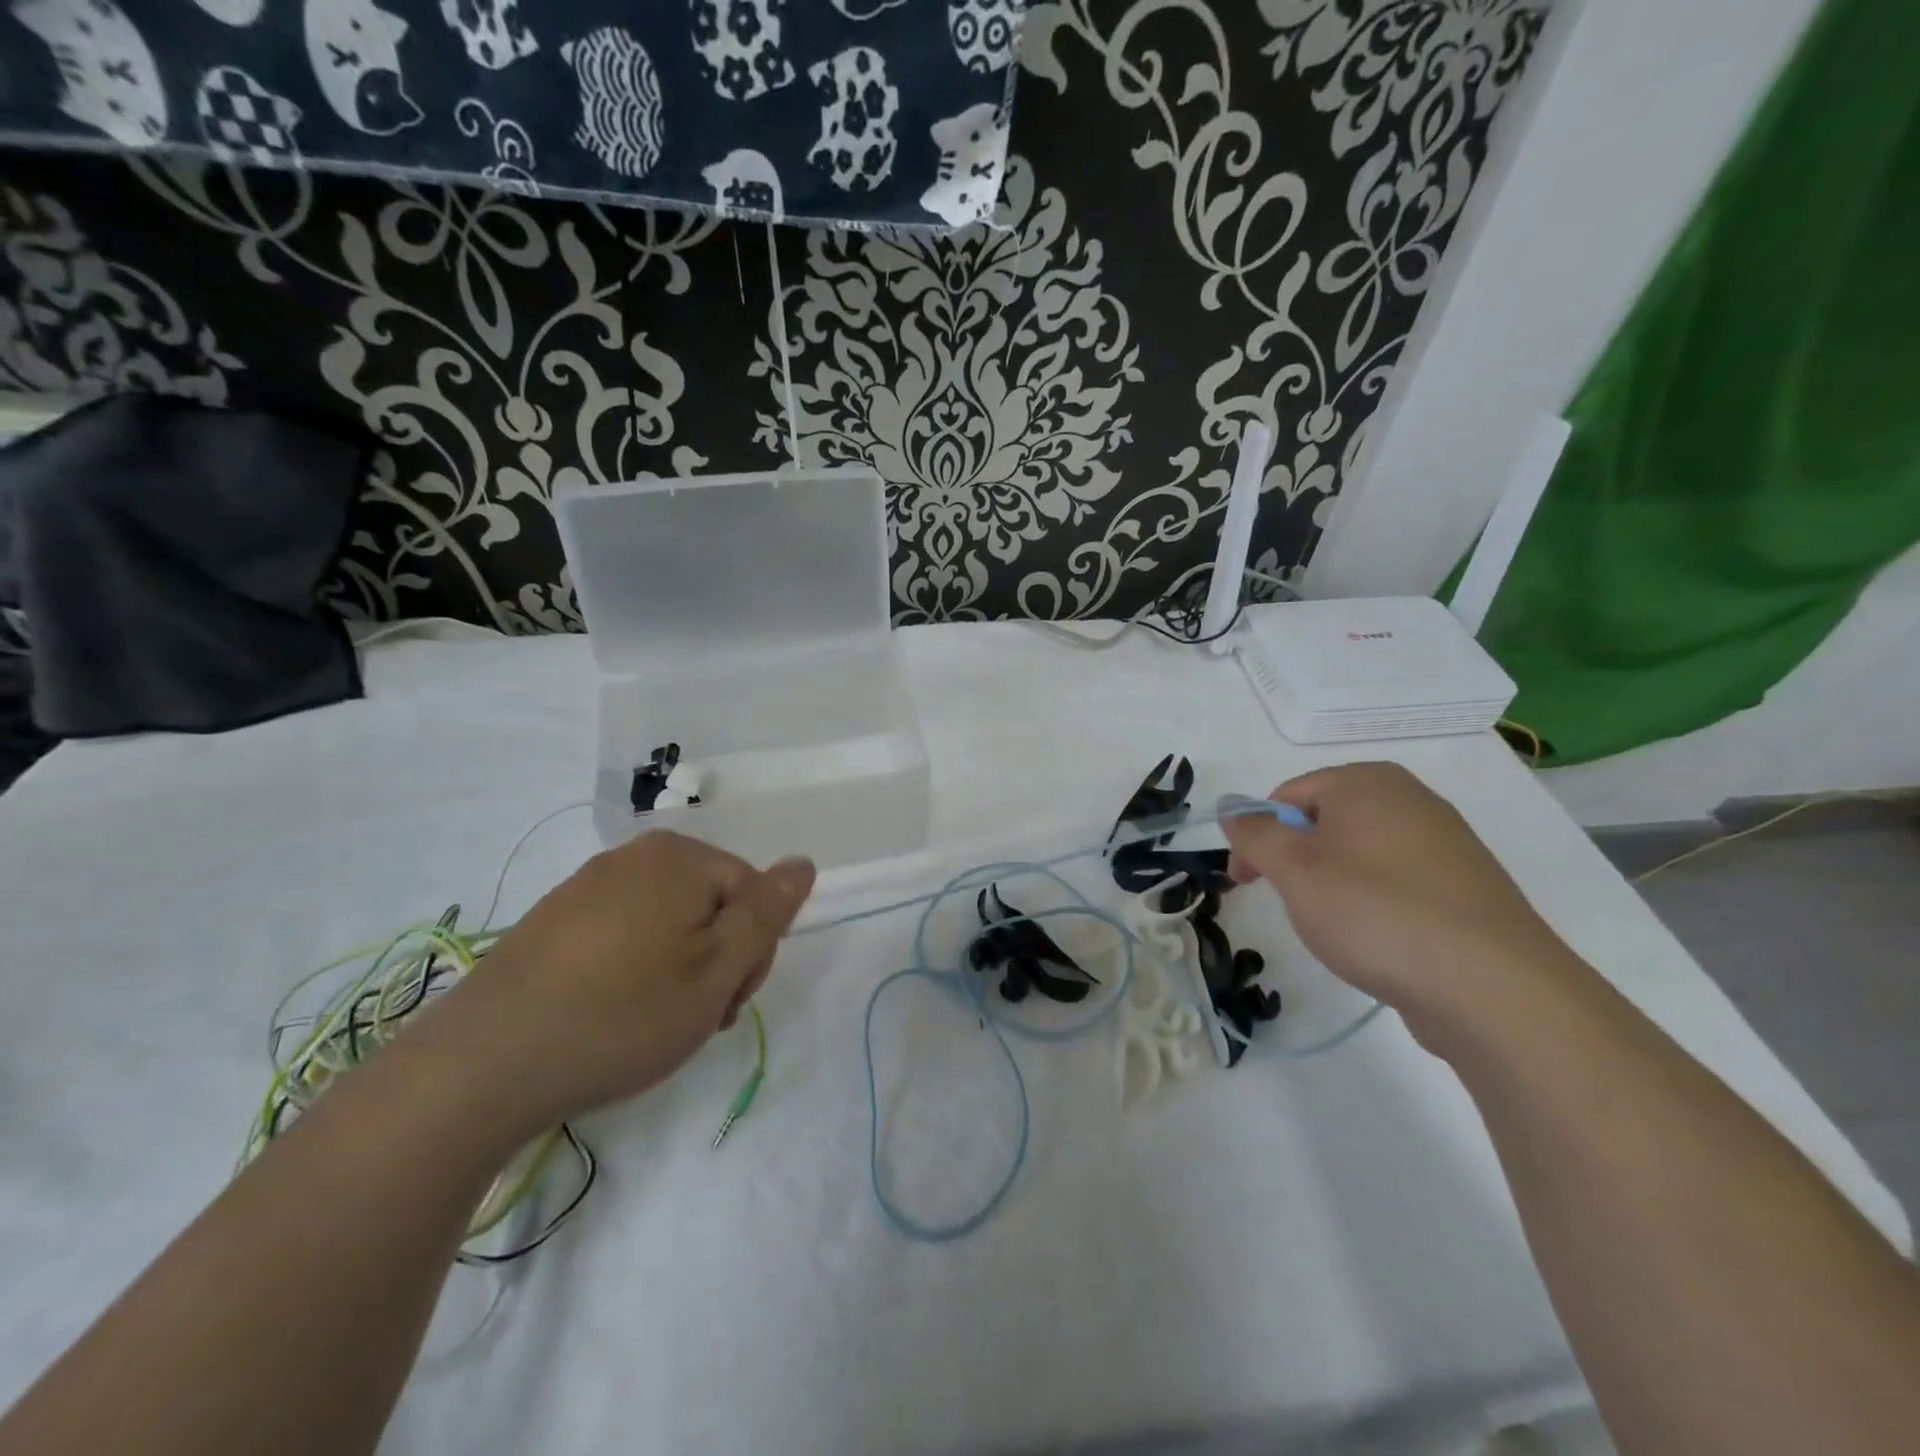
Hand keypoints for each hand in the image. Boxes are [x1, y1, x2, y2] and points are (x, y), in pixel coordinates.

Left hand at [428, 831, 814, 1134]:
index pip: (754, 894)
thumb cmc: (621, 1015)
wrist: (480, 1067)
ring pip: (669, 923)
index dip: (753, 953)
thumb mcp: (716, 970)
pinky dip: (633, 971)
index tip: (724, 1004)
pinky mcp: (552, 921)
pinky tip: (610, 1015)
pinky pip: (623, 934)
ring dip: (678, 970)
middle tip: (692, 1018)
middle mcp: (633, 856)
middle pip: (712, 903)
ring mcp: (586, 885)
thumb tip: (803, 863)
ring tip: (650, 1024)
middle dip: (716, 960)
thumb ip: (767, 913)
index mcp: (679, 857)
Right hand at [1221, 762, 1579, 1040]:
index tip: (1244, 882)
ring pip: (1359, 854)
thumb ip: (1255, 834)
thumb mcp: (1295, 871)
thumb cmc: (1376, 913)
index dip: (1257, 836)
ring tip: (1336, 929)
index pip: (1287, 795)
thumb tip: (1233, 809)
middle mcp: (1410, 798)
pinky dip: (1373, 903)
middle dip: (1294, 860)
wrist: (1494, 988)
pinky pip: (1398, 882)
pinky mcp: (1466, 887)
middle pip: (1324, 821)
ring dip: (1331, 884)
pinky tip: (1379, 940)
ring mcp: (1446, 842)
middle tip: (1288, 904)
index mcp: (1367, 782)